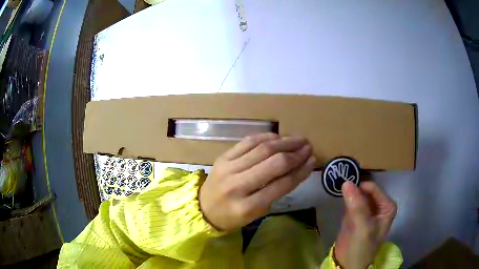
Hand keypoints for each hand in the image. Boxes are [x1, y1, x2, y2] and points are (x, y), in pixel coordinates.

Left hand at [199, 133, 315, 230]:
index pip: (281, 184)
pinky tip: (278, 137)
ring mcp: (228, 168)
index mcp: (248, 206)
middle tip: (308, 147)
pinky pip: (247, 142)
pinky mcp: (222, 157)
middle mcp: (238, 185)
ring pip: (262, 149)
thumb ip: (276, 192)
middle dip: (295, 153)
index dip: (300, 171)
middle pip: (273, 163)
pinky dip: (265, 137)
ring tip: (298, 139)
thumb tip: (296, 168)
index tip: (312, 160)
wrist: (203, 209)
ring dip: (284, 142)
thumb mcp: (257, 213)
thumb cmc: (233, 216)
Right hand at [334, 181, 396, 268]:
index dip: (360, 185)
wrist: (347, 264)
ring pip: (357, 194)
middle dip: (354, 186)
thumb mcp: (363, 227)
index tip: (344, 181)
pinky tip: (338, 193)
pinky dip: (345, 197)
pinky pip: (351, 200)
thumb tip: (346, 182)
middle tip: (340, 181)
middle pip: (365, 190)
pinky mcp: (355, 213)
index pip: (373, 188)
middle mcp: (378, 205)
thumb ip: (357, 205)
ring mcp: (367, 209)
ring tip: (338, 184)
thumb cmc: (362, 247)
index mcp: (387, 206)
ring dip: (348, 190)